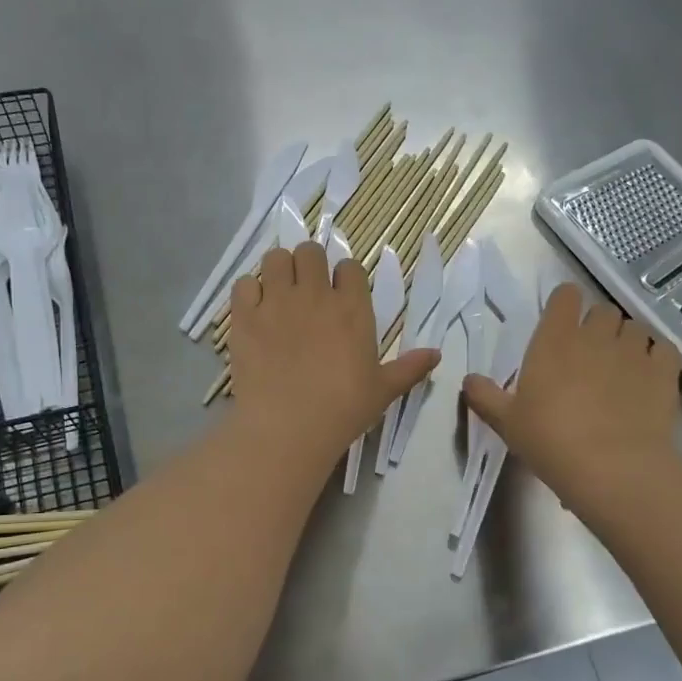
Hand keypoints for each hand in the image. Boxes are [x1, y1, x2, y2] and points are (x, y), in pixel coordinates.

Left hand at [228, 241, 438, 470]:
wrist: (287, 428)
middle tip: (307, 291)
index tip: (340, 296)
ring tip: (279, 294)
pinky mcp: (244, 316)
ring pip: (276, 259)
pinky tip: (254, 310)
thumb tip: (437, 354)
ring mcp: (276, 302)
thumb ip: (409, 368)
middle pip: (310, 252)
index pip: (350, 267)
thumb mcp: (383, 390)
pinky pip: (243, 283)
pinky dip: (249, 291)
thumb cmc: (343, 410)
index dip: (345, 278)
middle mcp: (314, 294)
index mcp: (352, 308)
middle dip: (310, 265)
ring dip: (279, 270)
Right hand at [462, 284, 681, 518]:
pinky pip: (663, 349)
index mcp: (554, 340)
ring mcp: (634, 351)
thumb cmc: (550, 440)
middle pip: (602, 311)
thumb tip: (468, 380)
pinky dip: (656, 357)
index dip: (564, 305)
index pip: (565, 297)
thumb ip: (485, 396)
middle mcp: (595, 335)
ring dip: (626, 341)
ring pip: (635, 327)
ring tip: (621, 369)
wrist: (612, 468)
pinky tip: (648, 378)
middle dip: (597, 326)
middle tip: (589, 356)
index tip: (561, 325)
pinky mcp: (664, 371)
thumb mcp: (507, 422)